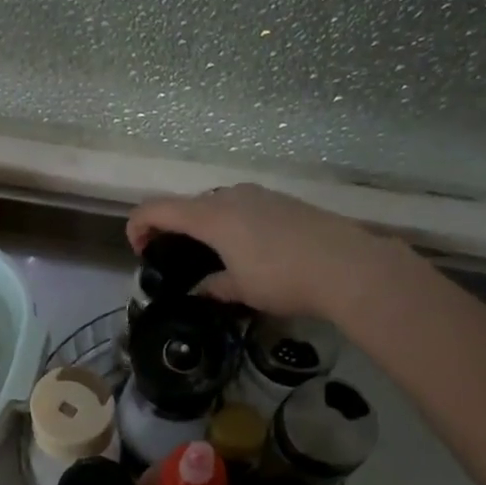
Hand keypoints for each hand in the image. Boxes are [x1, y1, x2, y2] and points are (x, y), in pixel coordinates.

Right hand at [127, 183, 399, 318]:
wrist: (347, 266)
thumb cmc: (283, 278)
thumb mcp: (241, 290)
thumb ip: (213, 286)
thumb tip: (200, 289)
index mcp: (211, 216)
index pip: (157, 208)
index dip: (138, 226)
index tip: (139, 250)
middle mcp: (231, 196)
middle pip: (188, 204)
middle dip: (173, 227)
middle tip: (173, 256)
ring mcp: (261, 195)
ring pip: (218, 204)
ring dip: (204, 224)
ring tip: (212, 255)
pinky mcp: (284, 201)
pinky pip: (244, 207)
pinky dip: (232, 223)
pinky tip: (248, 250)